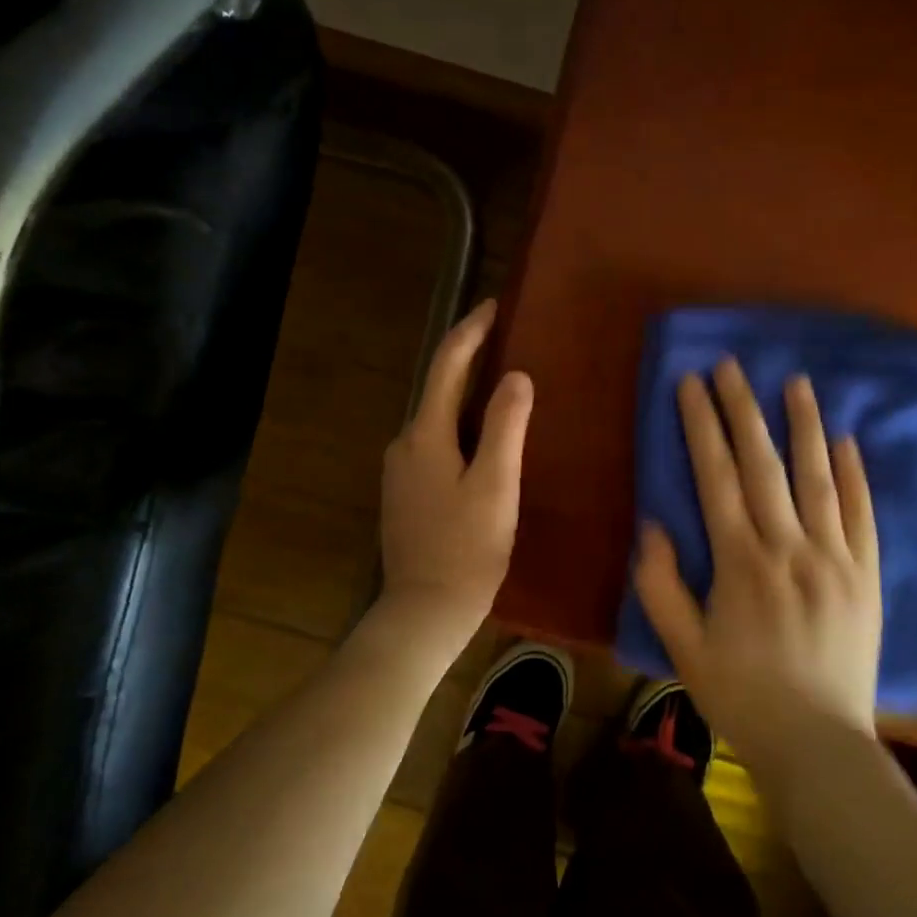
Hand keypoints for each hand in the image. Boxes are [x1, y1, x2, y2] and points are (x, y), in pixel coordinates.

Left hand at [378, 299, 533, 640]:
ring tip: (501, 383)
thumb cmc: (466, 549)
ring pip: (437, 418)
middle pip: (438, 388)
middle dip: (468, 358)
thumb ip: (506, 427)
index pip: (446, 366)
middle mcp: (404, 444)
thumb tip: (516, 376)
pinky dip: (460, 426)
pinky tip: (482, 437)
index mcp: (425, 435)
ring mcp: (401, 471)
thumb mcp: (496, 486)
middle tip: (504, 338)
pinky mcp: (406, 494)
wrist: (424, 611)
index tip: (494, 305)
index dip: (470, 332)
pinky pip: (436, 443)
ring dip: (465, 394)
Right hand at [633, 358, 881, 780]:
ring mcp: (836, 558)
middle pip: (764, 463)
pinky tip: (846, 441)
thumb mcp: (683, 648)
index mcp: (740, 562)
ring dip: (804, 425)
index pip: (716, 476)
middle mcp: (789, 547)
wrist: (818, 745)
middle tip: (731, 365)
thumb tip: (655, 525)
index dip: (701, 426)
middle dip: (743, 409)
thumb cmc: (742, 696)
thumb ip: (662, 585)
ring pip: (818, 477)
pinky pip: (863, 514)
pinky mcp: (868, 575)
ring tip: (795, 381)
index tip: (691, 383)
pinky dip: (854, 474)